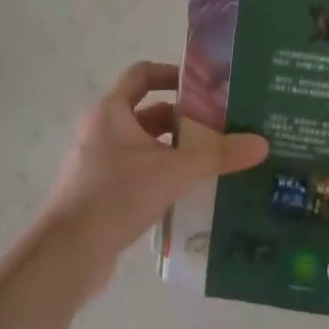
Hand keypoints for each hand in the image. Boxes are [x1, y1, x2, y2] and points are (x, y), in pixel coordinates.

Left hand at [33, 62, 267, 291]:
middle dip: (185, 119)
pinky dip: (162, 174)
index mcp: (111, 111)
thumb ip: (218, 156)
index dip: (174, 74)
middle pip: (149, 112)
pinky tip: (190, 191)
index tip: (206, 86)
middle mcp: (101, 130)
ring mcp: (98, 163)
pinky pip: (138, 172)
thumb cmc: (115, 195)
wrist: (66, 255)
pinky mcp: (100, 193)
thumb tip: (262, 144)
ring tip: (213, 159)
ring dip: (175, 149)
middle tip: (222, 127)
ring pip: (145, 145)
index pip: (143, 74)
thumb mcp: (174, 171)